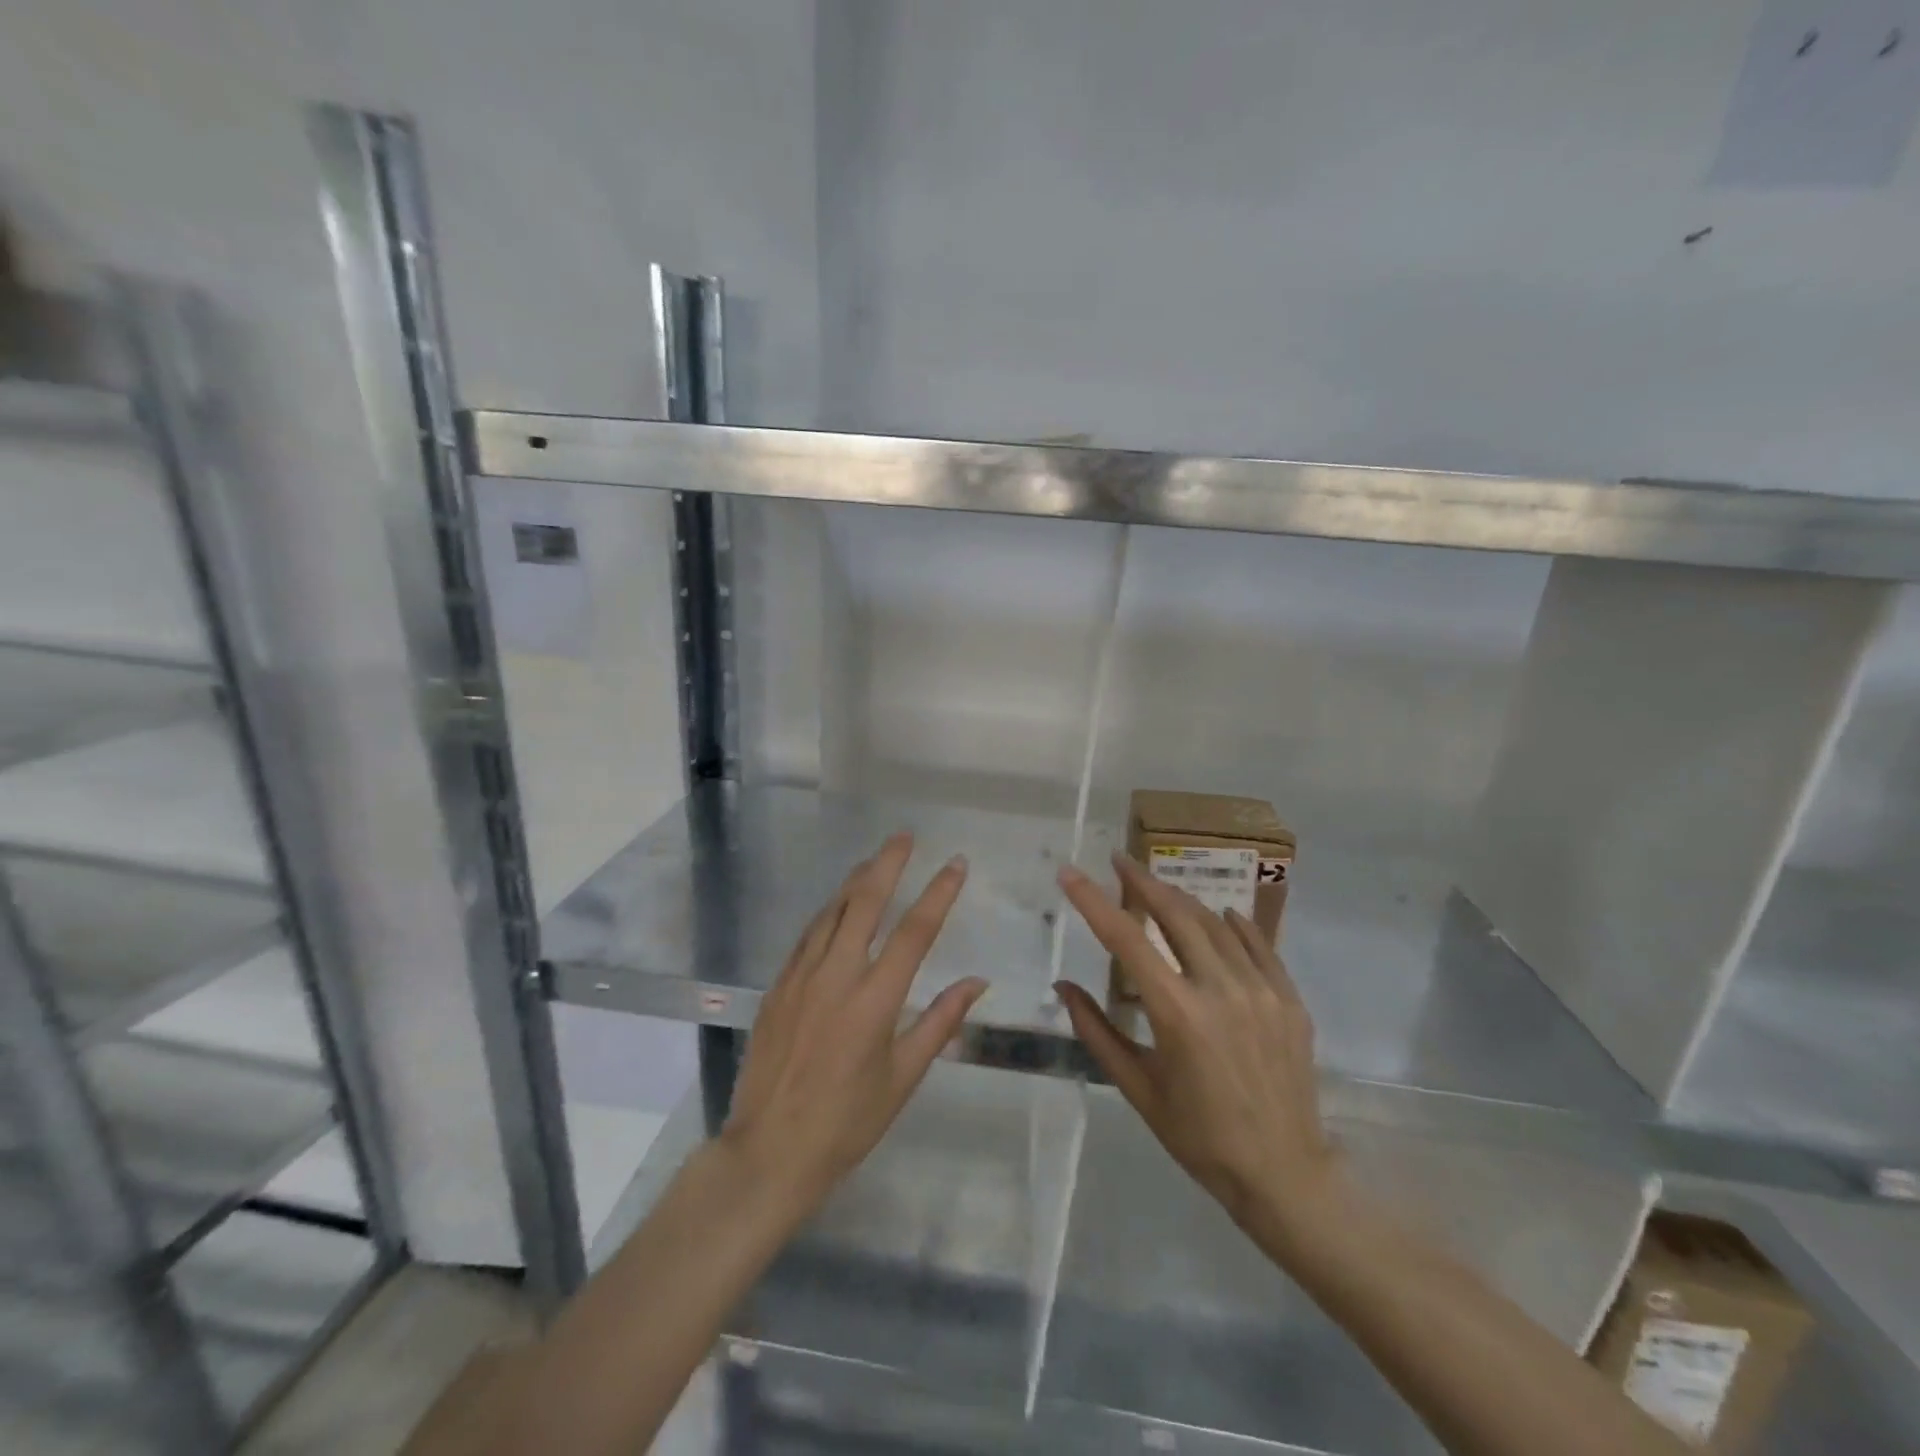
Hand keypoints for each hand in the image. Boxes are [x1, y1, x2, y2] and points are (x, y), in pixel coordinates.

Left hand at [720, 832, 986, 1213]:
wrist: (769, 1150)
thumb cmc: (847, 1122)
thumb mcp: (903, 1077)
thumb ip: (940, 1022)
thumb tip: (976, 982)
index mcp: (875, 1001)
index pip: (915, 932)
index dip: (939, 893)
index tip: (956, 864)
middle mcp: (837, 976)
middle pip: (865, 903)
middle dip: (887, 864)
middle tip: (904, 836)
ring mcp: (801, 978)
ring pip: (831, 912)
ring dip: (855, 881)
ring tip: (874, 860)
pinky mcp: (778, 987)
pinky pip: (807, 936)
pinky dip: (827, 913)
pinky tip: (836, 906)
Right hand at [1054, 854, 1343, 1245]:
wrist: (1284, 1174)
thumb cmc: (1199, 1136)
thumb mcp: (1137, 1089)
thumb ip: (1096, 1031)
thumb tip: (1064, 985)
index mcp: (1177, 1012)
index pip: (1126, 938)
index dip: (1093, 900)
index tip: (1070, 873)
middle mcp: (1220, 989)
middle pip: (1176, 913)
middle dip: (1142, 880)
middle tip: (1119, 860)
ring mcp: (1261, 990)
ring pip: (1215, 923)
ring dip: (1182, 899)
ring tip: (1159, 887)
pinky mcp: (1289, 999)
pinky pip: (1258, 945)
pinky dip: (1234, 925)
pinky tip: (1220, 915)